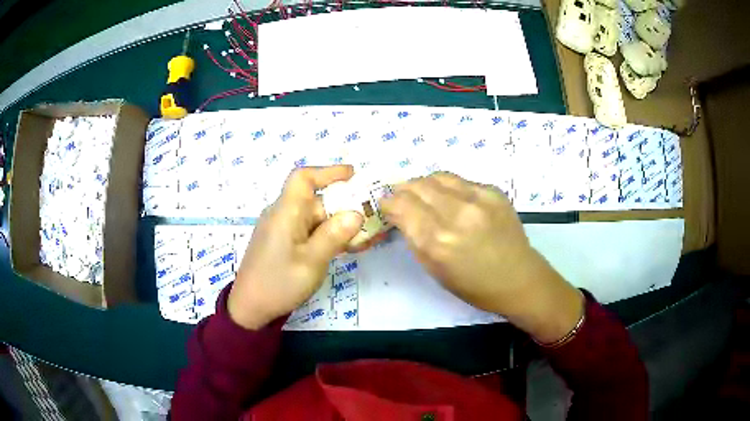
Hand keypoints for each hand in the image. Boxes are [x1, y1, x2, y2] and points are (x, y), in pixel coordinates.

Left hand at [228, 166, 363, 329]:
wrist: (250, 308)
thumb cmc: (278, 283)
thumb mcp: (311, 262)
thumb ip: (334, 236)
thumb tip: (356, 213)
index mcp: (285, 213)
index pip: (303, 178)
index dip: (328, 172)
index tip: (353, 175)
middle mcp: (282, 215)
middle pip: (315, 201)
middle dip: (343, 207)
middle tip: (371, 220)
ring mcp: (282, 230)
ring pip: (315, 218)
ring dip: (339, 225)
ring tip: (365, 238)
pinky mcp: (283, 243)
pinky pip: (309, 232)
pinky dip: (328, 236)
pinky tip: (346, 248)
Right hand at [380, 172, 583, 343]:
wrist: (518, 278)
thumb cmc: (473, 285)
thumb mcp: (435, 270)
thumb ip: (414, 238)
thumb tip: (400, 214)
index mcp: (437, 241)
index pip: (401, 205)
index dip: (388, 203)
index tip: (387, 205)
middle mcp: (456, 214)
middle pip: (416, 186)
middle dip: (403, 190)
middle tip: (402, 198)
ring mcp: (478, 199)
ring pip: (437, 177)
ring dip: (424, 184)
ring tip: (424, 194)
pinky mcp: (493, 192)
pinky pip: (460, 181)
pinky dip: (448, 187)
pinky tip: (452, 199)